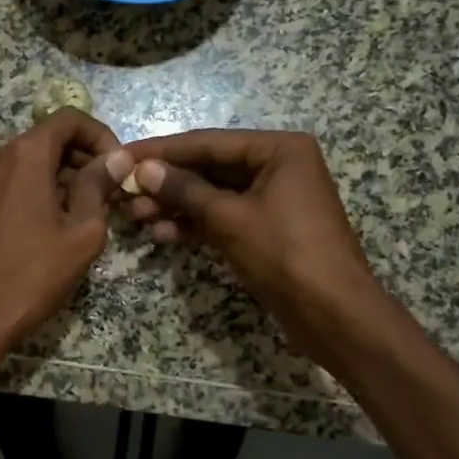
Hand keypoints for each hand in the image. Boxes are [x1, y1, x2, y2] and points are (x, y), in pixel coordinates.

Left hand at [0, 109, 132, 345]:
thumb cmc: (34, 272)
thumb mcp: (82, 230)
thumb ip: (99, 186)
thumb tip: (118, 158)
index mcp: (26, 153)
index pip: (70, 119)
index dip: (101, 136)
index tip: (120, 166)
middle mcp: (1, 154)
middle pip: (52, 137)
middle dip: (87, 157)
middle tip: (114, 191)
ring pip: (36, 160)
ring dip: (68, 175)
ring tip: (95, 210)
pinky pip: (20, 179)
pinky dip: (46, 188)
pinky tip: (64, 221)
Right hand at [122, 129, 395, 370]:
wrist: (335, 316)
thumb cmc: (287, 255)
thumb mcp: (230, 218)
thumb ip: (185, 190)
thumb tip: (142, 169)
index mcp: (279, 149)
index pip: (208, 142)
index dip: (162, 151)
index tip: (122, 154)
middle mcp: (277, 165)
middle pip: (209, 167)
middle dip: (166, 182)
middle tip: (123, 191)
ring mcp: (272, 197)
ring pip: (213, 194)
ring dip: (176, 205)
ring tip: (135, 217)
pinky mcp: (266, 227)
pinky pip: (224, 216)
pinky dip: (195, 224)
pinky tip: (162, 235)